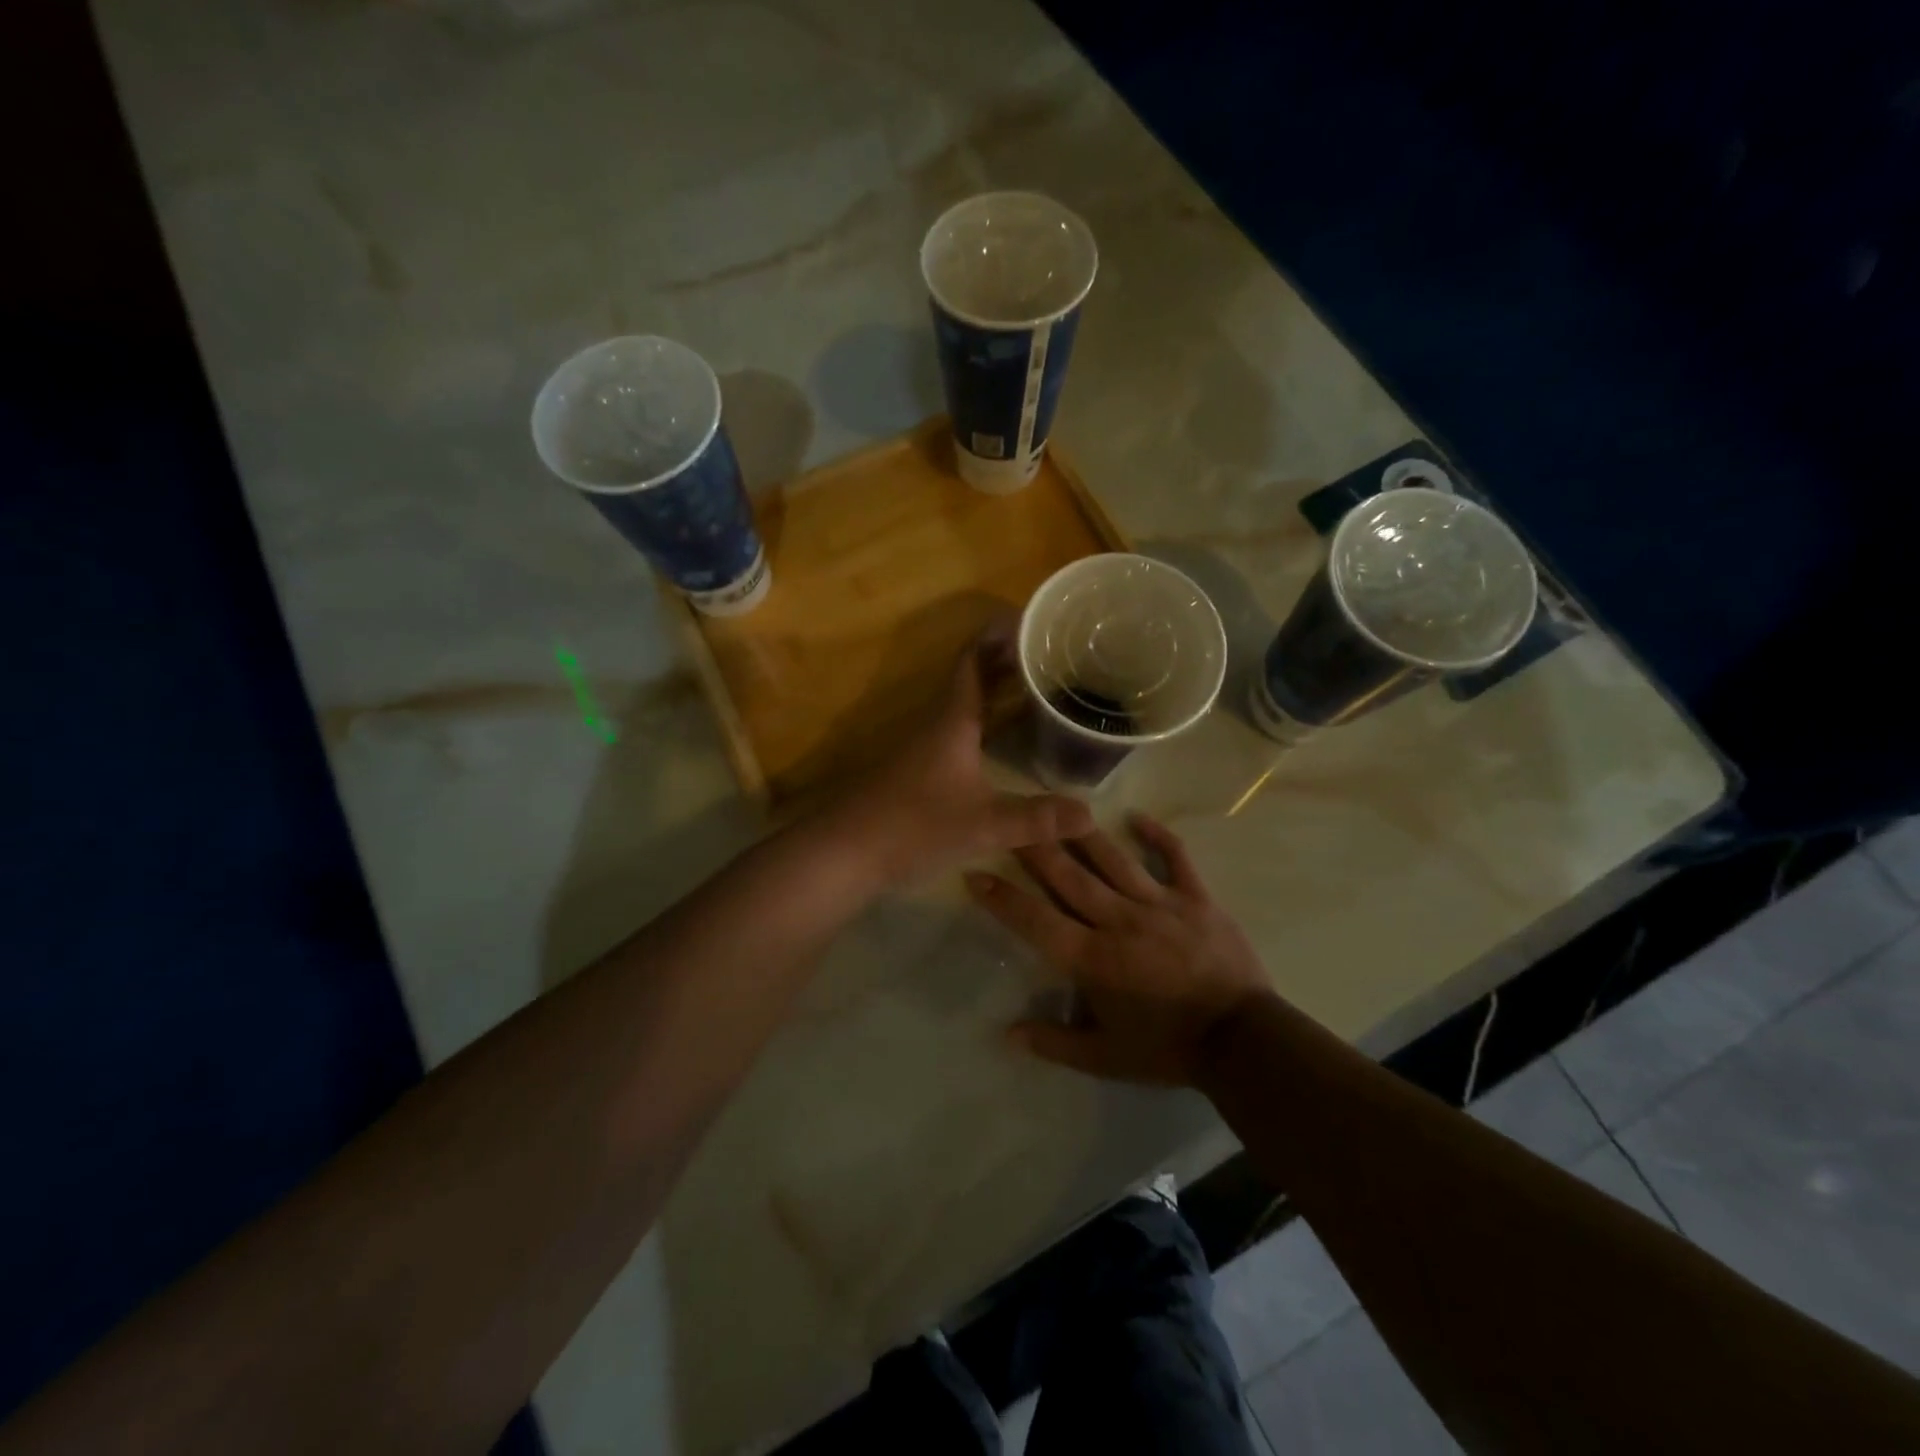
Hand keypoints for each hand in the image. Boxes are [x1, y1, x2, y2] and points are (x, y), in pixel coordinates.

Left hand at [824, 630, 1093, 887]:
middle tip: (1050, 655)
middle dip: (1007, 662)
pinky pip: (959, 730)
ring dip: (996, 691)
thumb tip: (1091, 812)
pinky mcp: (917, 769)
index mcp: (952, 720)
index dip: (998, 636)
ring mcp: (923, 746)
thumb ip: (1036, 818)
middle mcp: (936, 723)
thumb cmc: (913, 825)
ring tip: (1036, 689)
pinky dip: (984, 722)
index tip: (1030, 620)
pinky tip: (1002, 741)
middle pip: (972, 678)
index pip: (973, 660)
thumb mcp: (983, 824)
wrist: (845, 851)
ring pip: (965, 705)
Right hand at [966, 815, 1269, 1085]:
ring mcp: (1160, 904)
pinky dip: (1158, 836)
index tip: (975, 874)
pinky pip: (1175, 858)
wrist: (1243, 1042)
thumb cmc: (1168, 1048)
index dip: (1003, 899)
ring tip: (1058, 804)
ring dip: (1082, 832)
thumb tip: (1007, 1033)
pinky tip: (1137, 817)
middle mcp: (1119, 921)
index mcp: (1093, 959)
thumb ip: (1054, 1043)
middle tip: (1009, 816)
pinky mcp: (1196, 898)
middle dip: (1034, 846)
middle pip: (1069, 876)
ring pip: (1113, 859)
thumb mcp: (1106, 1059)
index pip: (1037, 921)